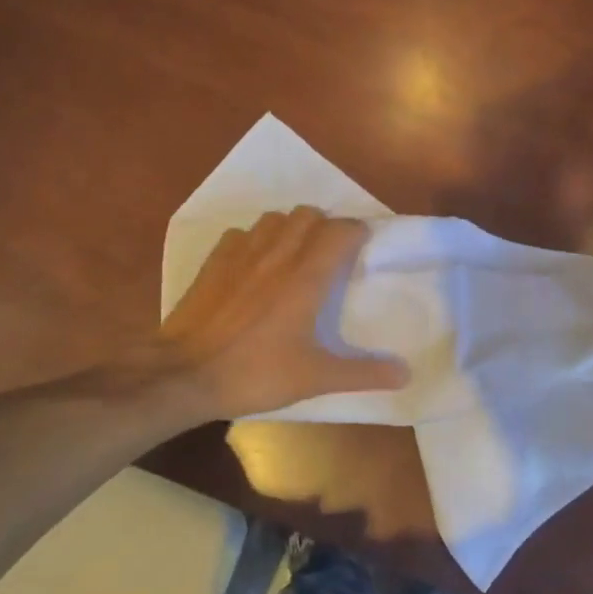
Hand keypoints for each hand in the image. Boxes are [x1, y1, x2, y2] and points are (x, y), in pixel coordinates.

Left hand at [158, 207, 409, 419]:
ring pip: (275, 218)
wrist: (185, 375)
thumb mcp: (315, 378)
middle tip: (331, 254)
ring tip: (295, 254)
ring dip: (290, 228)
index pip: (342, 231)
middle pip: (309, 215)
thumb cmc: (255, 372)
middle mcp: (278, 254)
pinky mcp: (215, 261)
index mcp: (307, 276)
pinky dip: (254, 240)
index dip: (357, 232)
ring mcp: (242, 253)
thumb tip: (407, 373)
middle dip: (325, 226)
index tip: (364, 248)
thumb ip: (362, 373)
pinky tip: (254, 265)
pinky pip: (241, 234)